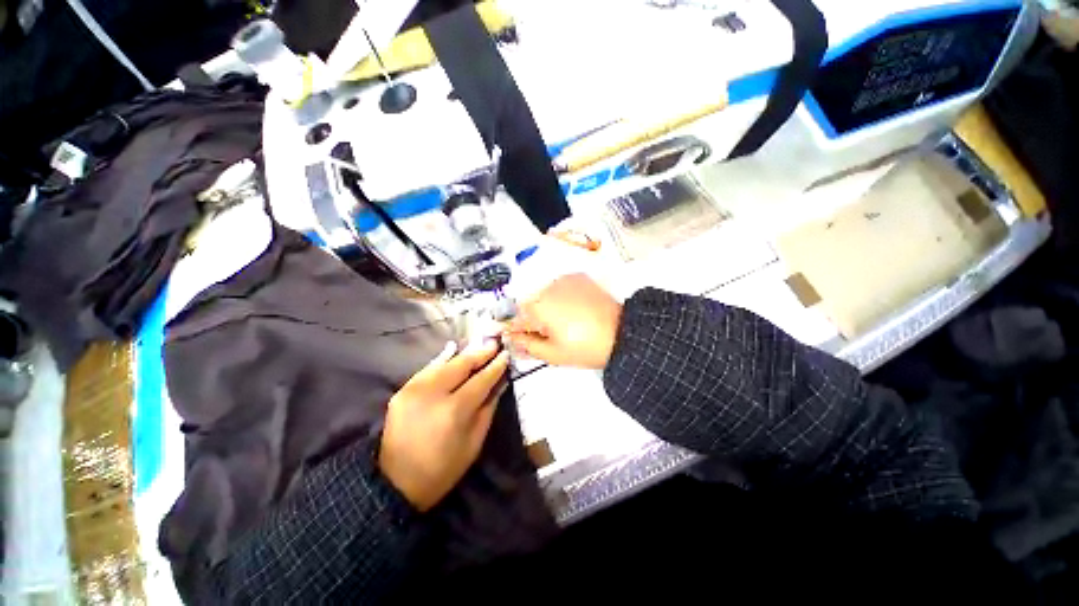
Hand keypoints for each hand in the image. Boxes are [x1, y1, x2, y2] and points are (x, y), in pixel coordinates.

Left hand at [379, 340, 509, 511]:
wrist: (396, 482)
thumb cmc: (443, 468)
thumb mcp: (474, 442)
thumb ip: (488, 407)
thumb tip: (500, 383)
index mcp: (454, 410)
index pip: (481, 380)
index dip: (495, 366)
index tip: (506, 354)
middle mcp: (433, 393)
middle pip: (462, 365)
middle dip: (481, 353)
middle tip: (495, 343)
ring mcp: (415, 389)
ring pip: (445, 363)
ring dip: (464, 354)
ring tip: (480, 345)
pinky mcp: (402, 390)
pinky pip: (427, 368)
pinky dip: (442, 359)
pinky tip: (453, 349)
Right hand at [503, 274, 621, 369]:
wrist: (621, 333)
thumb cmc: (588, 346)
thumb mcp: (553, 354)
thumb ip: (527, 345)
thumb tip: (513, 340)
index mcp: (538, 308)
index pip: (514, 317)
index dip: (514, 329)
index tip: (516, 337)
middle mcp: (547, 289)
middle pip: (528, 304)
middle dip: (531, 319)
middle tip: (545, 334)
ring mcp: (563, 281)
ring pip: (543, 295)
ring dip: (545, 307)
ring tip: (563, 324)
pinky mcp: (577, 278)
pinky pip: (559, 287)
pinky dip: (559, 298)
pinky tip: (571, 311)